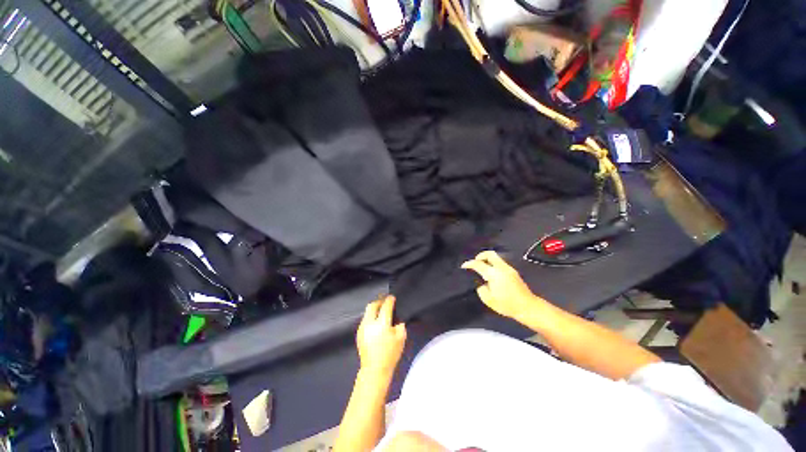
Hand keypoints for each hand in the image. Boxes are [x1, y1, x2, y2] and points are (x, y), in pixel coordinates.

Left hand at [356, 295, 406, 378]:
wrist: (374, 370)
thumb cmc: (390, 354)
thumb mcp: (401, 338)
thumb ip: (400, 325)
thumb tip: (397, 320)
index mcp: (381, 324)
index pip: (385, 306)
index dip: (389, 300)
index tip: (392, 298)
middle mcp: (370, 323)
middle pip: (372, 305)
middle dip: (379, 301)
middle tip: (385, 301)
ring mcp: (362, 328)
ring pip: (367, 312)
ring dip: (374, 309)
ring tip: (380, 311)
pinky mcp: (358, 333)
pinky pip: (364, 320)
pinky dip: (370, 317)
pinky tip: (375, 322)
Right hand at [461, 250, 543, 318]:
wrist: (528, 307)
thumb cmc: (507, 304)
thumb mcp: (488, 299)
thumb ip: (481, 288)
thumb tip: (481, 283)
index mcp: (494, 273)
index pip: (478, 264)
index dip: (469, 264)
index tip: (464, 266)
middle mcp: (502, 268)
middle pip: (490, 254)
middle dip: (480, 256)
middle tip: (475, 262)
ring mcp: (509, 269)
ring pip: (496, 258)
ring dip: (488, 260)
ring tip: (482, 268)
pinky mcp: (513, 272)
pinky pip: (500, 263)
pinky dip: (493, 264)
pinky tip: (491, 274)